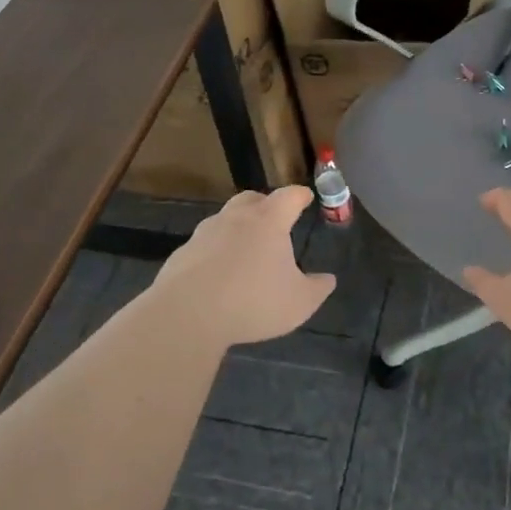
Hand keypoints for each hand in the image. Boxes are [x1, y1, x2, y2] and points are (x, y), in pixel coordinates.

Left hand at [151, 187, 335, 345]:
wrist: (187, 314)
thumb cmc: (253, 301)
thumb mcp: (299, 302)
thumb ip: (317, 289)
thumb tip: (328, 279)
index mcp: (268, 221)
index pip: (289, 197)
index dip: (300, 196)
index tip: (306, 197)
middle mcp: (235, 218)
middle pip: (252, 199)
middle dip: (265, 204)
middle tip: (274, 218)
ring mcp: (205, 233)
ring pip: (225, 220)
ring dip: (237, 228)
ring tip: (246, 249)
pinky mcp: (182, 253)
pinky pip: (205, 245)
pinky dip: (215, 252)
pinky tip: (218, 274)